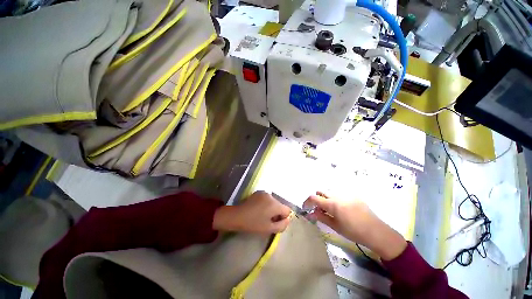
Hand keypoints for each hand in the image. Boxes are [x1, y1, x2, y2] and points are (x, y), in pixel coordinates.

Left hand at [213, 191, 291, 233]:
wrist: (237, 216)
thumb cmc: (253, 224)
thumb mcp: (269, 229)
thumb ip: (282, 225)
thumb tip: (288, 220)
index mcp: (275, 204)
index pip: (287, 210)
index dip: (283, 218)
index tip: (275, 222)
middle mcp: (271, 196)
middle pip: (280, 205)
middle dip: (277, 213)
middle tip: (268, 220)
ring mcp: (264, 193)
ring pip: (274, 202)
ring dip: (271, 208)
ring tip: (262, 215)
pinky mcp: (259, 192)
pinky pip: (267, 199)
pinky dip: (266, 204)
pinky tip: (258, 209)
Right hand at [303, 191, 406, 260]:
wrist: (376, 232)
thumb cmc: (353, 232)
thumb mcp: (335, 226)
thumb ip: (321, 217)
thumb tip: (310, 213)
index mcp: (332, 204)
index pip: (314, 198)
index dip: (307, 202)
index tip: (306, 207)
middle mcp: (337, 195)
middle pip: (321, 191)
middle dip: (317, 199)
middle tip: (319, 209)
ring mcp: (346, 194)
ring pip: (330, 192)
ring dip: (326, 198)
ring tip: (331, 209)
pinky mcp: (353, 195)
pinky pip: (340, 194)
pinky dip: (336, 198)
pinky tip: (342, 209)